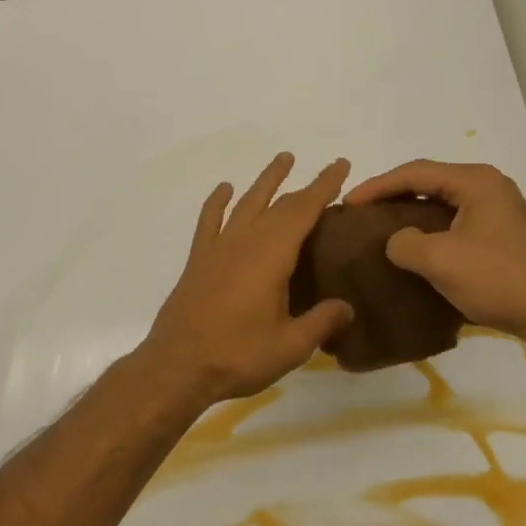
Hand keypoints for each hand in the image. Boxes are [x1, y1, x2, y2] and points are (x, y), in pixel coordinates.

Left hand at [136, 153, 354, 407]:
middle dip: (304, 185)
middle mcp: (245, 241)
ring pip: (246, 203)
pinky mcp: (199, 260)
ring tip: (282, 159)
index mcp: (271, 256)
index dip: (324, 186)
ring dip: (266, 181)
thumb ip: (321, 322)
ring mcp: (218, 248)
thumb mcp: (290, 346)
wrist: (178, 366)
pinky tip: (225, 189)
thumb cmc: (238, 355)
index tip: (341, 165)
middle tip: (326, 169)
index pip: (304, 211)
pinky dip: (218, 202)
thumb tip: (347, 307)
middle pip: (279, 204)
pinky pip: (210, 220)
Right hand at [344, 160, 525, 340]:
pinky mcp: (503, 235)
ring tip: (382, 229)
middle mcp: (489, 187)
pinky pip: (456, 222)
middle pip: (430, 182)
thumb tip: (397, 242)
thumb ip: (405, 243)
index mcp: (475, 181)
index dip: (377, 185)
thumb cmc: (498, 278)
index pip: (415, 172)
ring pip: (443, 203)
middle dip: (393, 195)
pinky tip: (416, 249)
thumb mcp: (440, 260)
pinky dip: (431, 230)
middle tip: (362, 213)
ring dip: (412, 214)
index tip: (348, 203)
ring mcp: (499, 211)